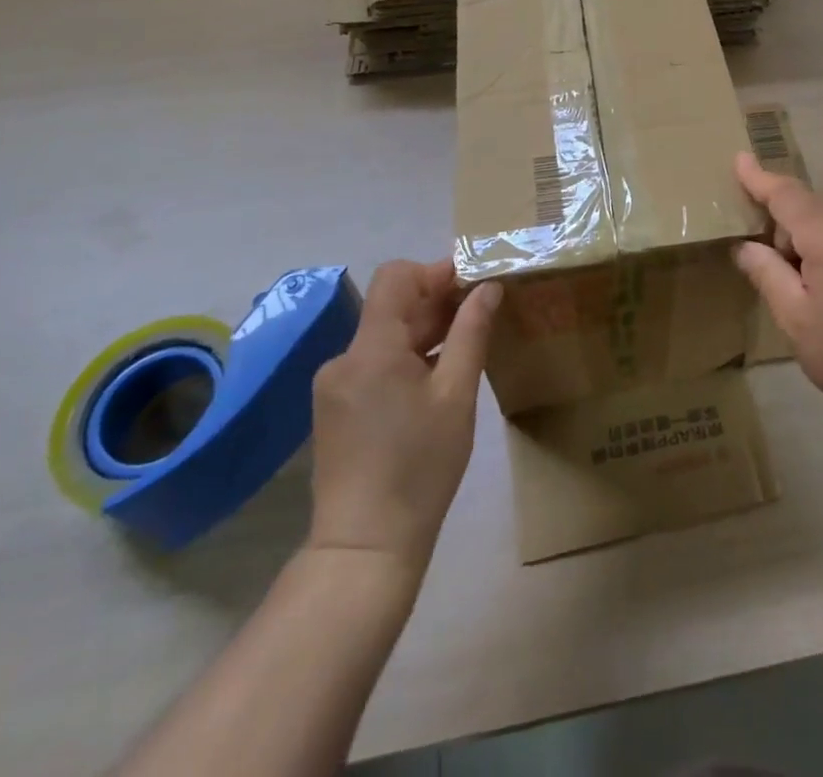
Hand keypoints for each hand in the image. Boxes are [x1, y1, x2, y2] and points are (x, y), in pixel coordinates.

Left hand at [305, 259, 501, 573]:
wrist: (365, 550)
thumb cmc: (420, 468)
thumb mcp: (456, 396)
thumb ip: (471, 333)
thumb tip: (488, 288)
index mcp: (371, 349)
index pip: (396, 276)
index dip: (435, 271)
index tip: (473, 284)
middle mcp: (344, 358)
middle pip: (391, 306)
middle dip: (436, 301)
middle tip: (481, 314)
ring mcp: (334, 385)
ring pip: (383, 335)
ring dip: (423, 330)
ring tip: (465, 346)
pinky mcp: (334, 409)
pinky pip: (373, 363)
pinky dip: (405, 358)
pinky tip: (434, 380)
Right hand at [732, 153, 822, 449]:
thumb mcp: (795, 319)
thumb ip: (766, 273)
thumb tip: (745, 246)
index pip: (786, 195)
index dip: (758, 178)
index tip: (738, 158)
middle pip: (807, 205)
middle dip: (780, 222)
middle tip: (762, 261)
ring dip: (804, 236)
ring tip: (797, 283)